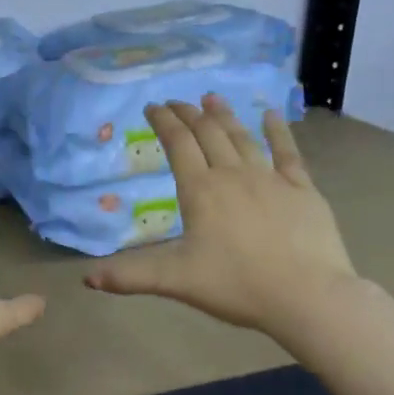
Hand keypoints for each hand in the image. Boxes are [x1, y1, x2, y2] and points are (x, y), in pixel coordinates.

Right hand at [84, 95, 356, 340]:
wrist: (307, 295)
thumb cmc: (236, 285)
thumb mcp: (175, 281)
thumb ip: (130, 276)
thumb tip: (87, 280)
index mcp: (201, 191)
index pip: (178, 145)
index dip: (163, 122)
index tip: (152, 107)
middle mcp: (234, 175)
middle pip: (208, 134)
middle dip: (189, 114)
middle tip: (176, 101)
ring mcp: (271, 178)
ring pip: (243, 137)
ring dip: (224, 115)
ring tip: (211, 98)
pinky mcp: (302, 189)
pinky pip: (287, 152)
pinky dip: (276, 131)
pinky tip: (269, 116)